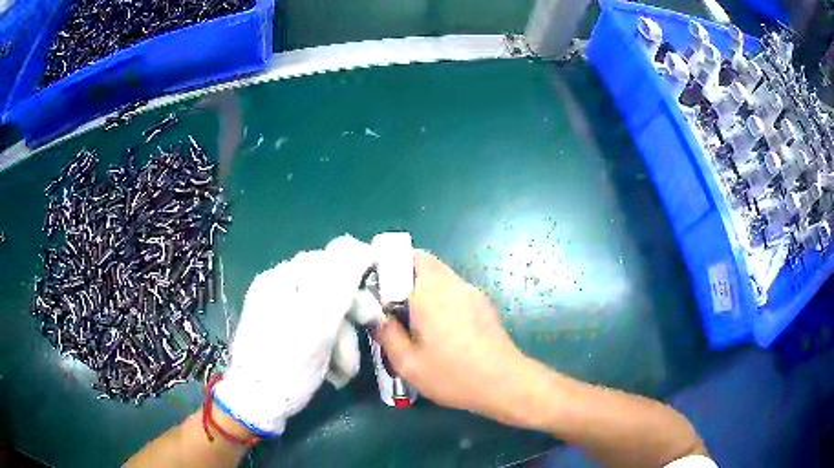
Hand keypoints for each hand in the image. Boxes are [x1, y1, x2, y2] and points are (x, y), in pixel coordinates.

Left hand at [213, 235, 374, 435]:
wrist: (258, 405)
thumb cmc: (286, 365)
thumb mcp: (316, 323)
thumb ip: (339, 281)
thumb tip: (358, 244)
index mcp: (282, 279)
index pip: (329, 260)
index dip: (357, 277)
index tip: (375, 301)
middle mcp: (280, 289)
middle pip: (330, 290)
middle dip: (350, 319)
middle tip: (366, 338)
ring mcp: (282, 312)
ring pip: (328, 315)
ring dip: (343, 341)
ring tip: (344, 371)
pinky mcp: (287, 333)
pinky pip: (318, 331)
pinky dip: (330, 349)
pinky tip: (332, 369)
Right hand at [378, 251, 537, 426]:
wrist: (504, 382)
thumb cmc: (453, 376)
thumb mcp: (409, 364)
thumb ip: (387, 335)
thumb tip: (377, 316)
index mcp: (430, 293)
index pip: (405, 256)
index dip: (385, 263)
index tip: (372, 283)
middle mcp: (452, 284)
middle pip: (422, 261)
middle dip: (400, 273)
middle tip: (387, 301)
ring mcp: (470, 291)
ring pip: (438, 272)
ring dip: (419, 283)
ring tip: (409, 314)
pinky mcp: (482, 302)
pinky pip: (452, 286)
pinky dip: (437, 293)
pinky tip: (436, 324)